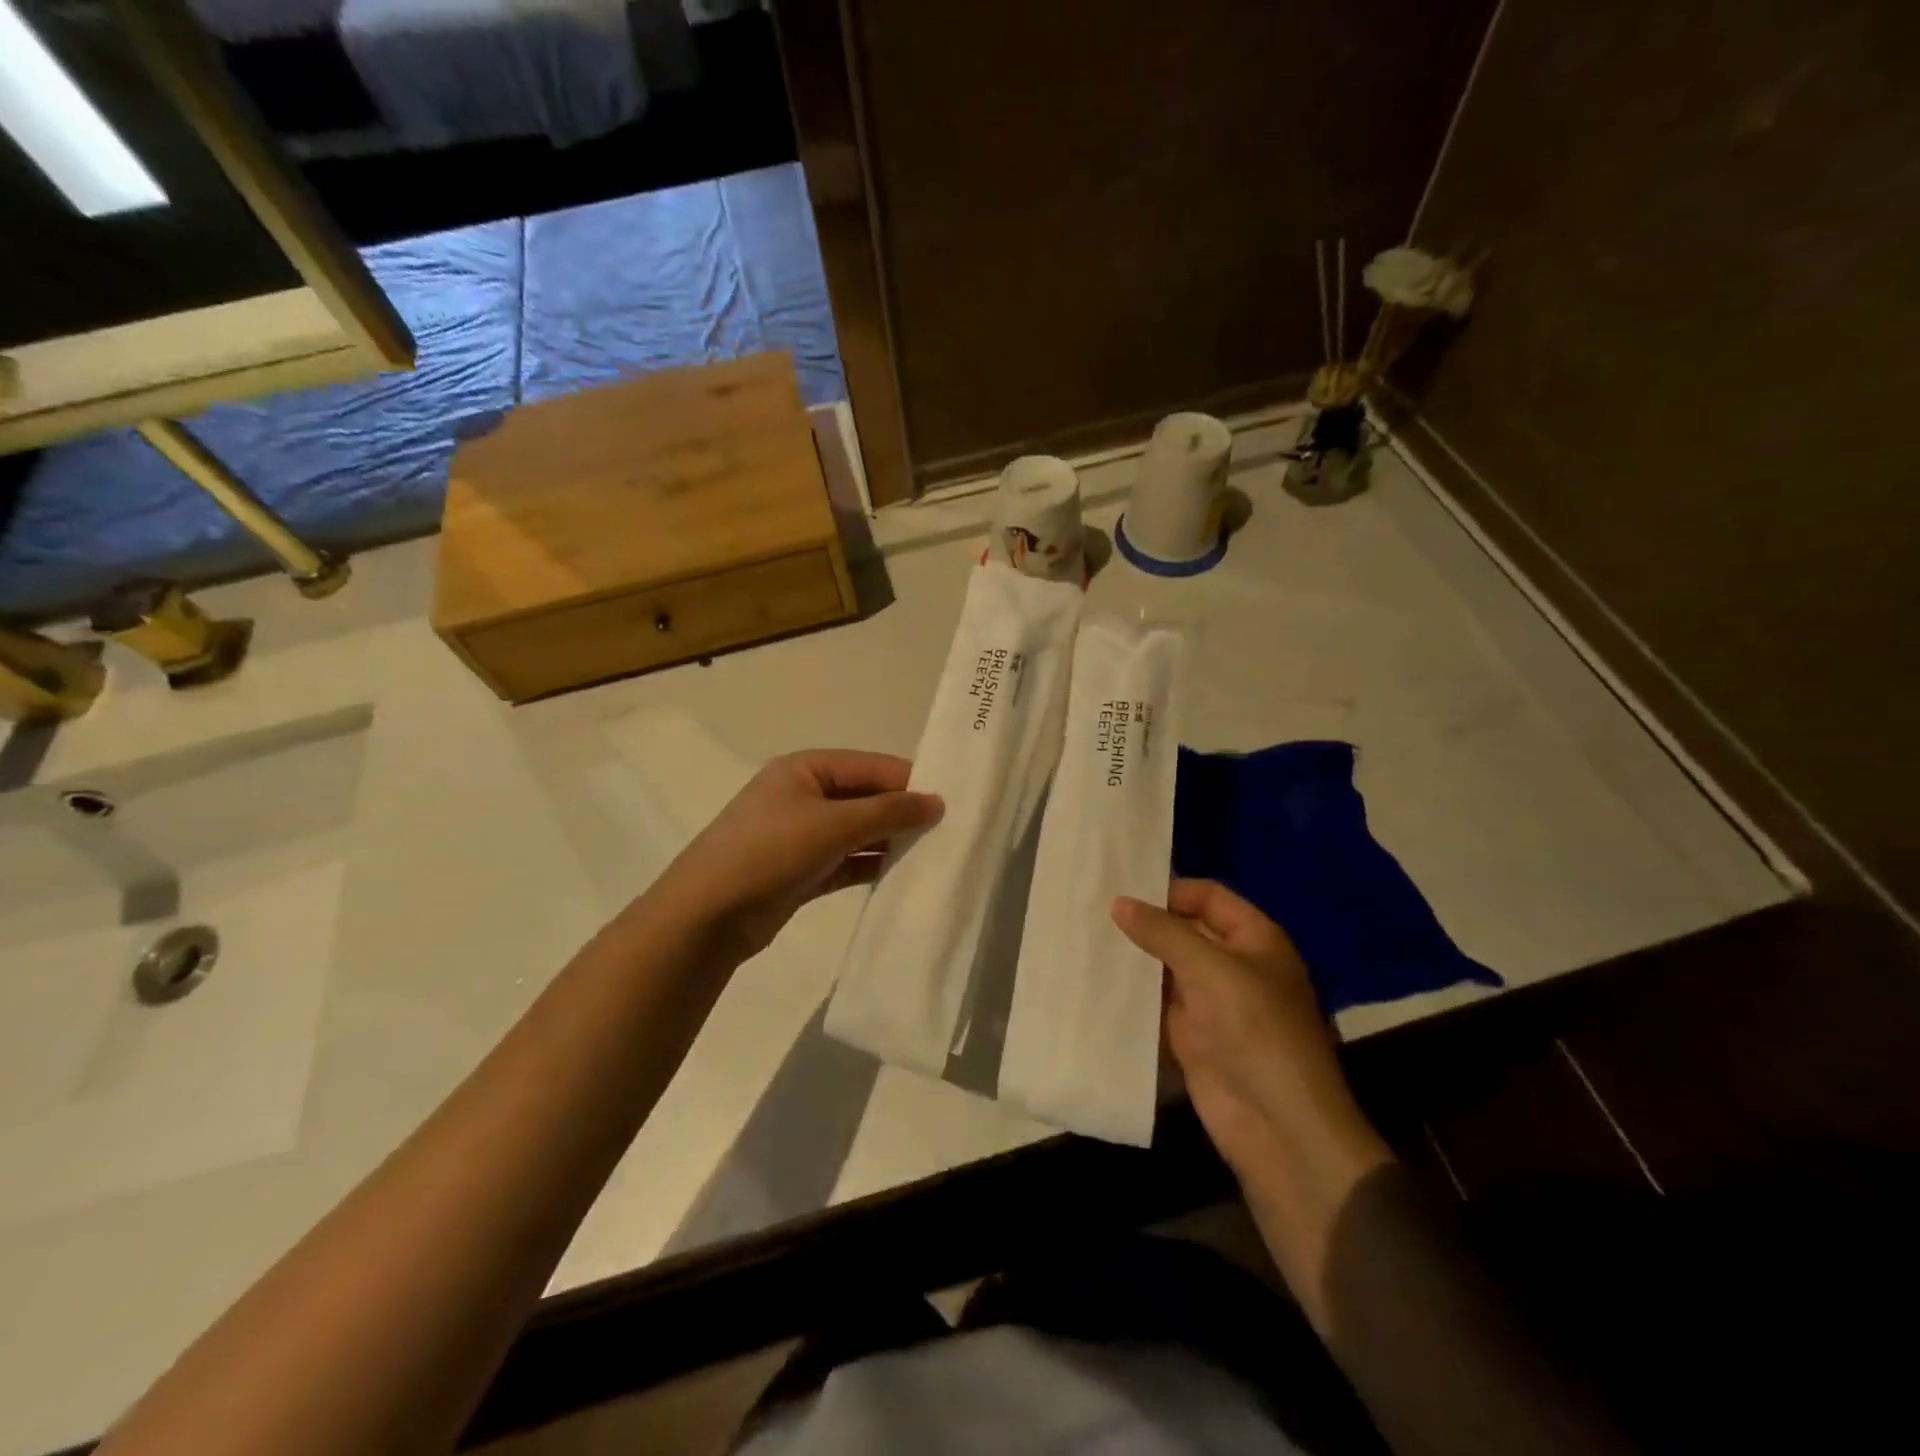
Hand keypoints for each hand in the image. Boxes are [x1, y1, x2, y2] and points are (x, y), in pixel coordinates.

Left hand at [651, 749, 941, 960]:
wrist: (708, 915)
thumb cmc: (770, 851)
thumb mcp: (833, 824)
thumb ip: (888, 811)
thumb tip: (936, 802)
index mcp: (806, 768)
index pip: (871, 766)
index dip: (910, 782)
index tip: (952, 802)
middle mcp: (804, 795)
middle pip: (866, 797)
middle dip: (903, 813)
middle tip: (949, 831)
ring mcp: (802, 834)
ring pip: (859, 831)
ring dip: (891, 842)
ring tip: (935, 854)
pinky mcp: (803, 870)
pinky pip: (848, 861)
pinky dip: (873, 866)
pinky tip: (905, 876)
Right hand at [1113, 880, 1387, 1183]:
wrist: (1276, 1124)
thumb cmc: (1254, 1029)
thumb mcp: (1210, 969)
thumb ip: (1163, 932)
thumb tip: (1118, 902)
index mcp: (1255, 939)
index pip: (1208, 897)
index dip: (1170, 890)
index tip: (1122, 888)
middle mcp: (1233, 964)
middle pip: (1185, 929)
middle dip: (1146, 921)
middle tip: (1092, 908)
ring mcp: (1211, 1001)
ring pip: (1167, 966)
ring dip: (1135, 955)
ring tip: (1085, 937)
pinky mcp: (1190, 1034)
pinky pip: (1157, 1001)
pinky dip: (1132, 991)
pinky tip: (1096, 978)